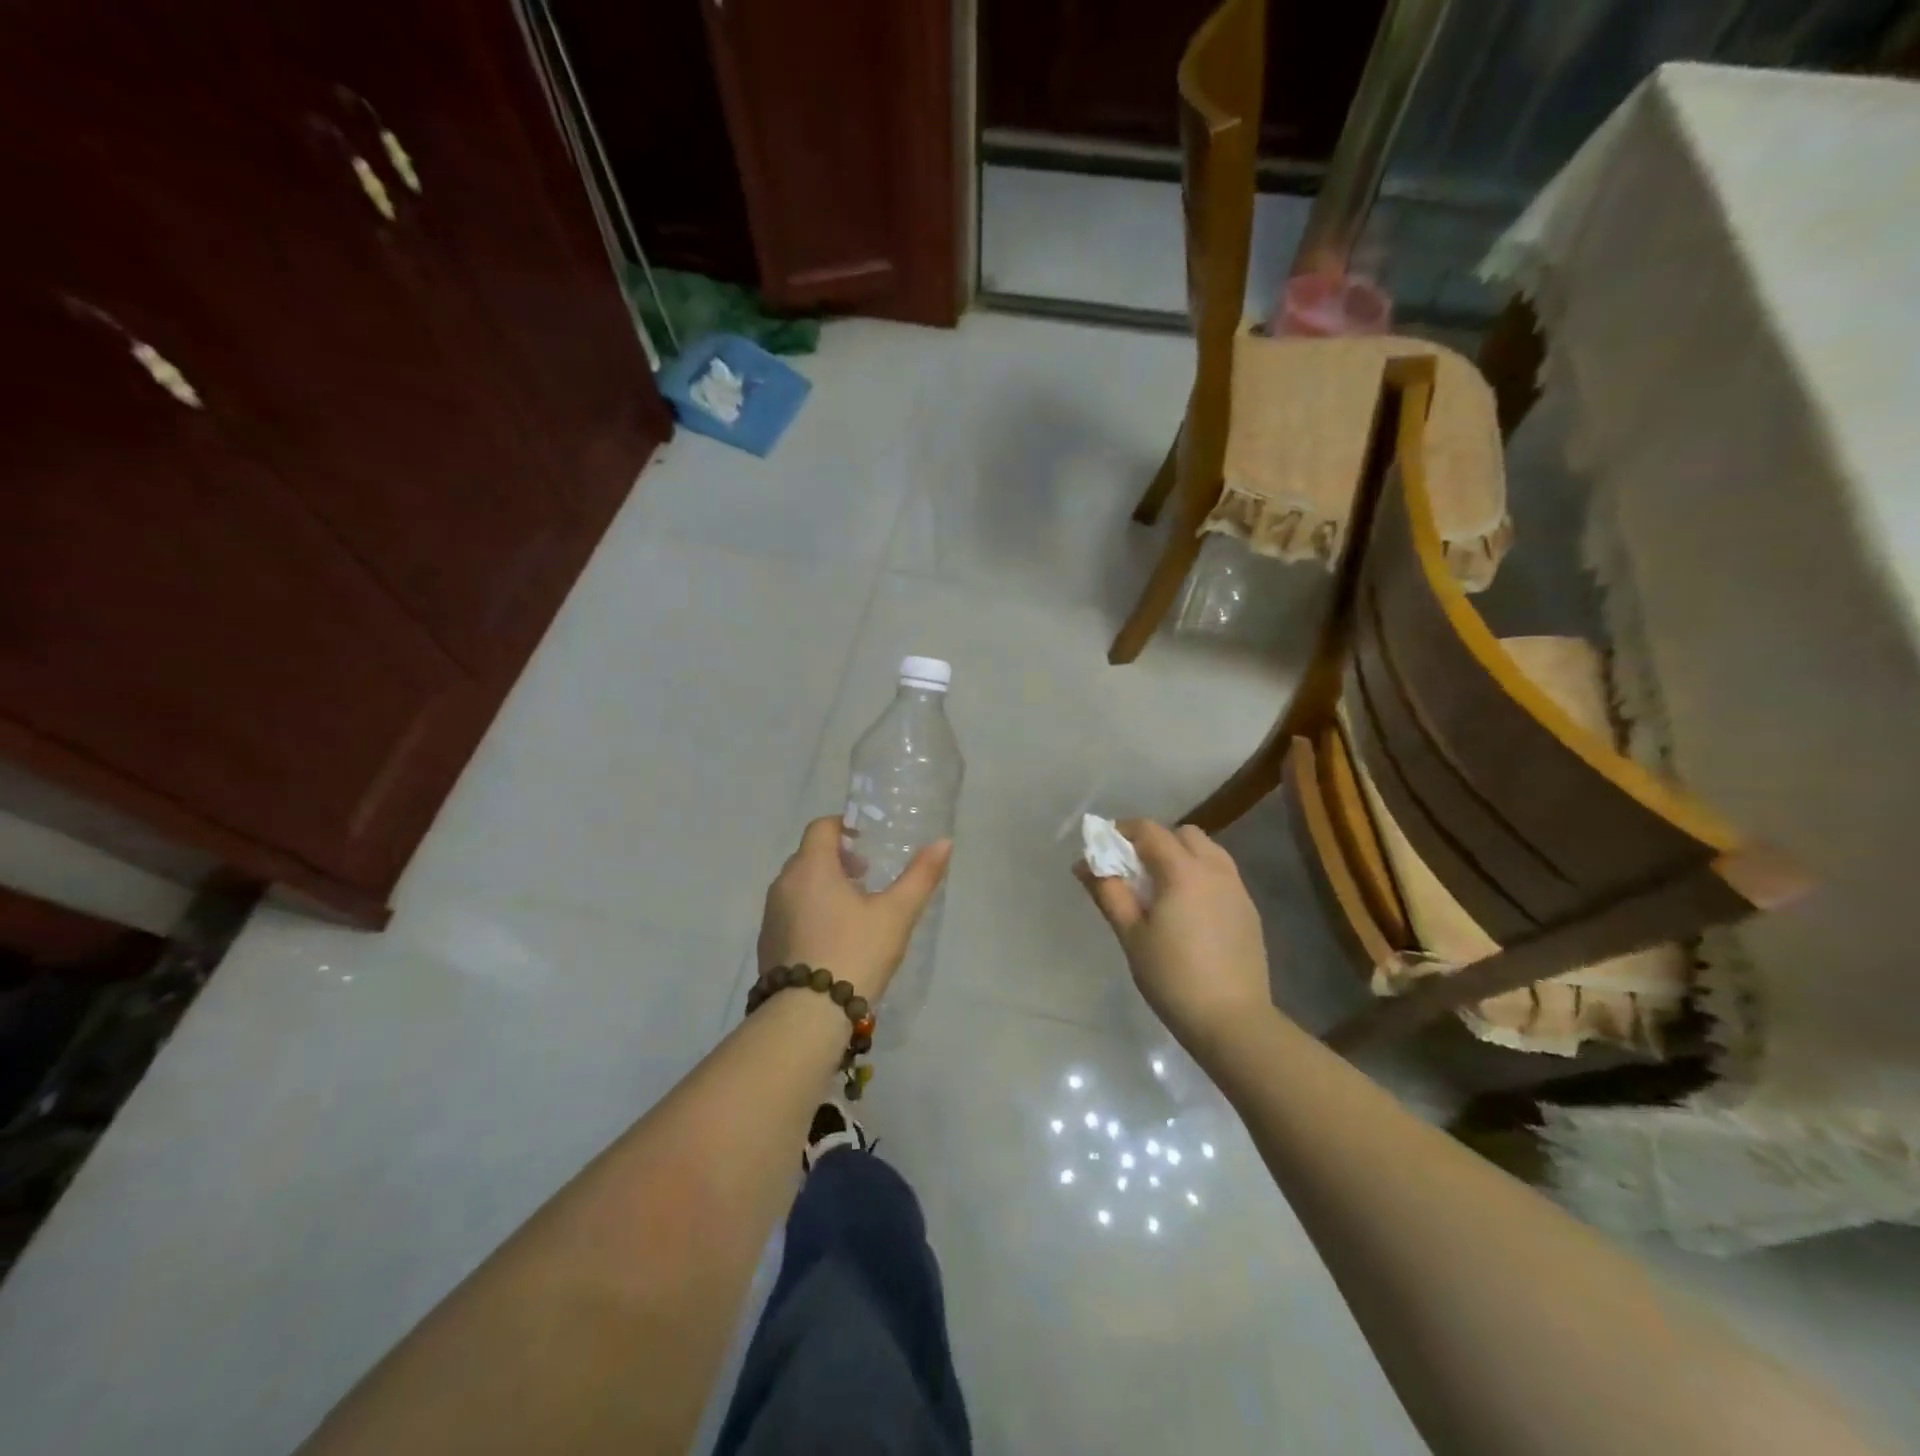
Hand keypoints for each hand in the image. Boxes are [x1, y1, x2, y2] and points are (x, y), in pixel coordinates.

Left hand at [758, 817, 952, 1001]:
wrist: (807, 1016)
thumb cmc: (855, 952)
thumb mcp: (896, 914)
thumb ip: (920, 875)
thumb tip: (943, 842)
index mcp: (811, 867)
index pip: (821, 827)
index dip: (845, 827)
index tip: (868, 843)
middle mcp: (783, 884)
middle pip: (809, 856)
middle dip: (838, 860)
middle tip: (867, 877)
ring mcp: (771, 916)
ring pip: (798, 886)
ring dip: (824, 887)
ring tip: (854, 911)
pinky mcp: (767, 944)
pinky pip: (790, 913)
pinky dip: (810, 913)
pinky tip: (834, 941)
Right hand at [1076, 820, 1272, 1054]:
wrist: (1232, 1021)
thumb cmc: (1172, 977)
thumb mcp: (1131, 935)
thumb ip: (1109, 893)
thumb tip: (1084, 865)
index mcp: (1183, 871)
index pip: (1149, 831)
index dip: (1122, 831)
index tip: (1103, 847)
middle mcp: (1215, 870)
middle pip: (1183, 834)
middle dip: (1155, 841)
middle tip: (1134, 869)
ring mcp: (1237, 889)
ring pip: (1208, 851)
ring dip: (1181, 855)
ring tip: (1162, 888)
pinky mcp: (1248, 910)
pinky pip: (1221, 875)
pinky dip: (1200, 875)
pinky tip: (1188, 909)